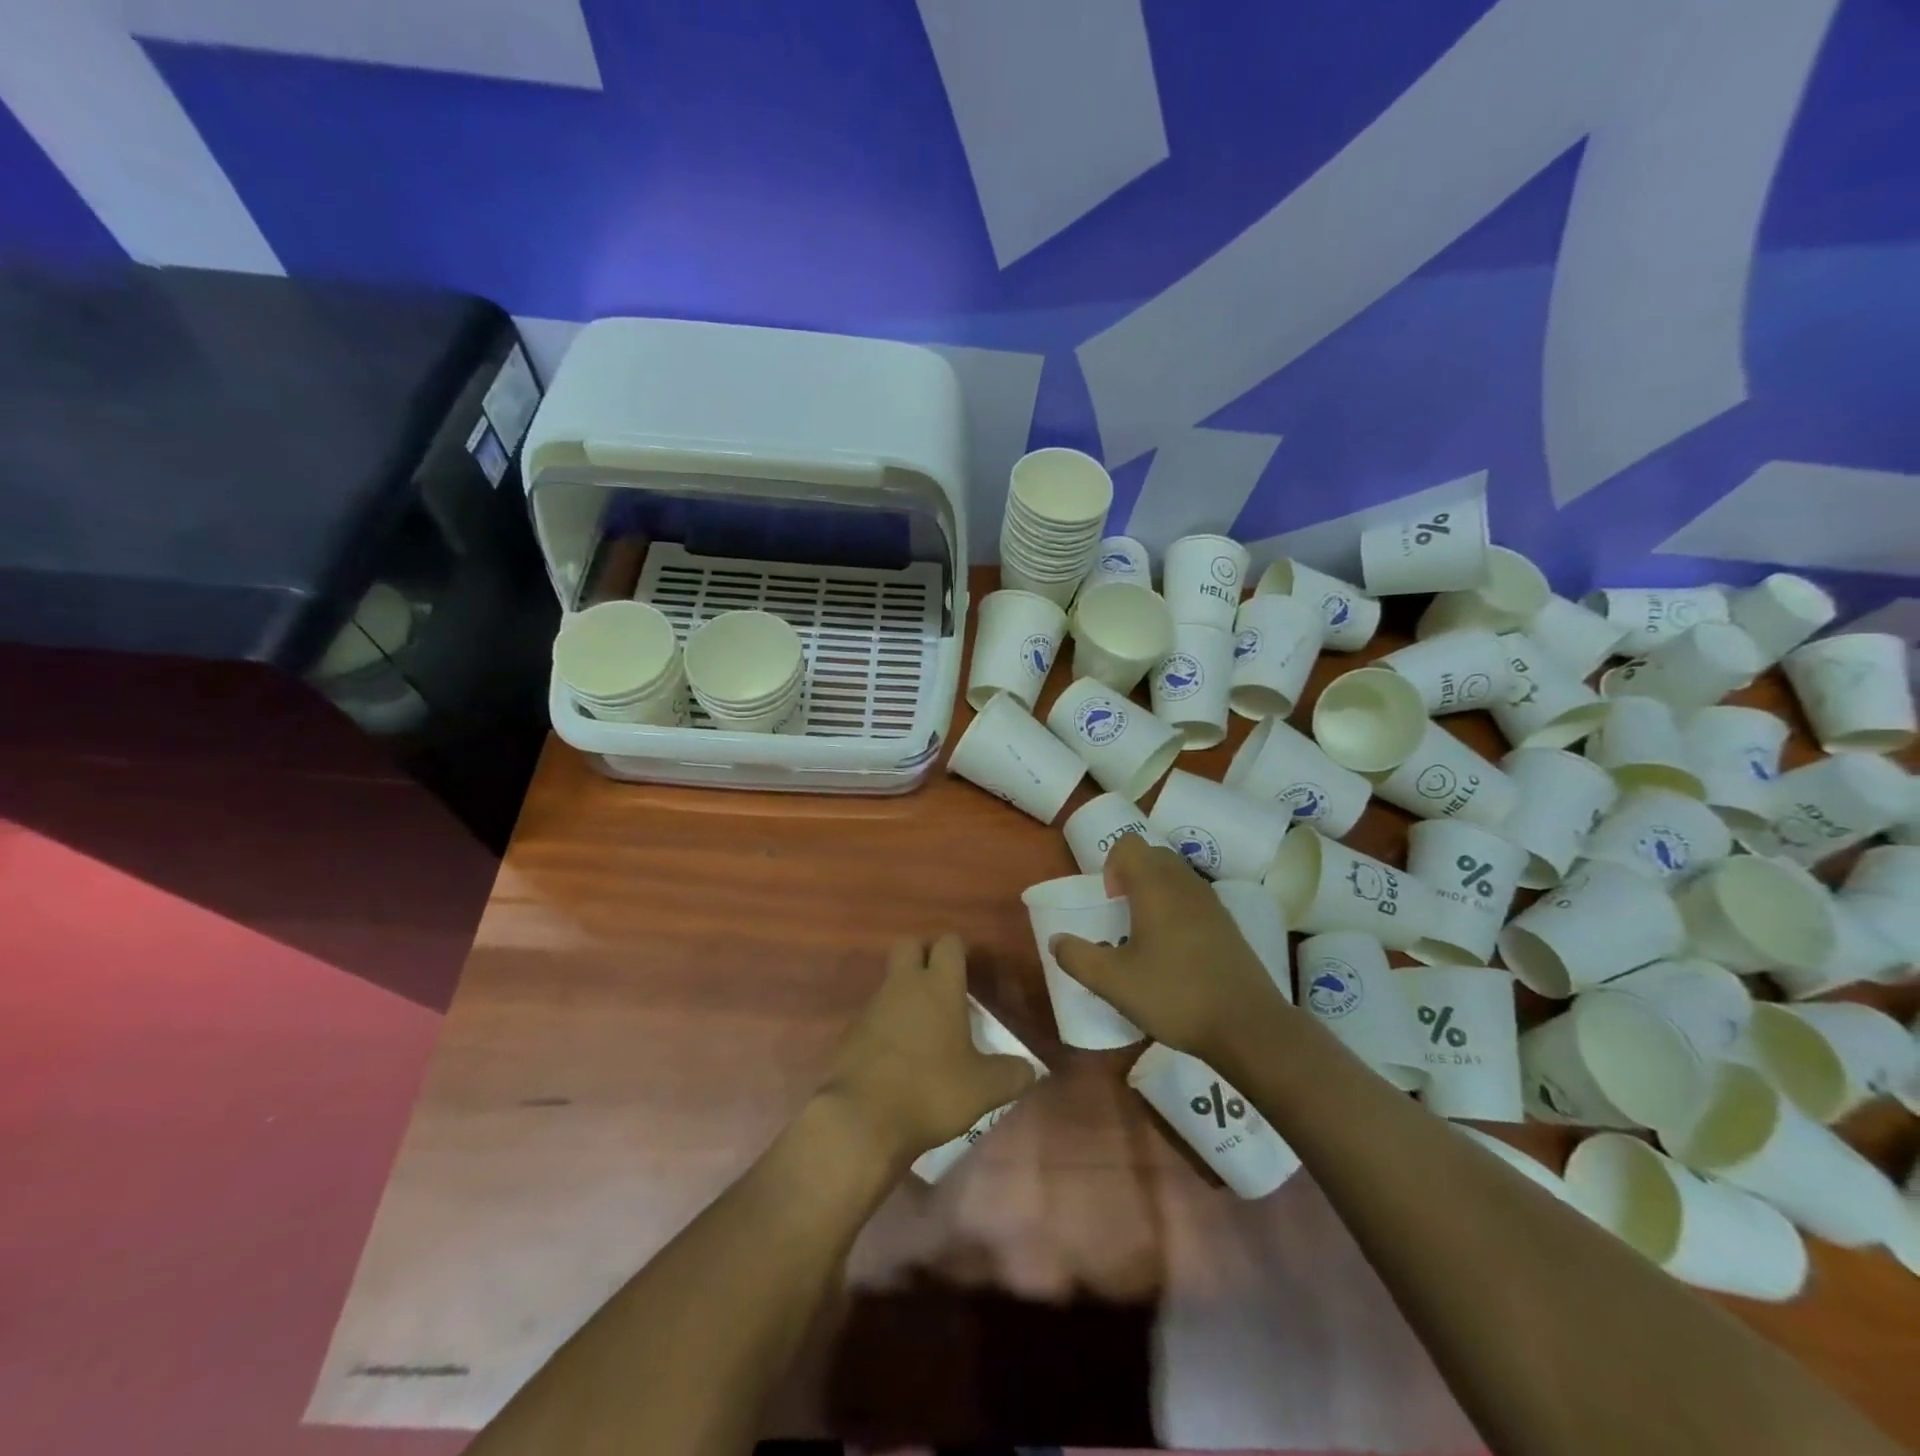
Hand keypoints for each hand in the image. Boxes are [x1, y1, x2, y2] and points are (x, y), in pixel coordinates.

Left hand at [817, 935, 1038, 1168]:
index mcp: (939, 986)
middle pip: (910, 945)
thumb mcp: (984, 1089)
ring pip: (891, 981)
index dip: (960, 951)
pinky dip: (887, 1026)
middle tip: (944, 985)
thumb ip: (1012, 1075)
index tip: (970, 970)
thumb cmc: (930, 1091)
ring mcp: (873, 1007)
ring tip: (927, 1030)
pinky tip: (900, 1058)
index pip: (949, 943)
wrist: (860, 1119)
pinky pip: (874, 1015)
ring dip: (906, 994)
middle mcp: (903, 985)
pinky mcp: (851, 1033)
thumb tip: (1031, 1069)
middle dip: (925, 955)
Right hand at [1052, 835, 1292, 1063]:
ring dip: (1155, 892)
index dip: (1110, 866)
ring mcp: (1212, 903)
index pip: (1128, 845)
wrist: (1248, 1027)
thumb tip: (1056, 940)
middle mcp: (1185, 884)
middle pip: (1153, 855)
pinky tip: (1175, 953)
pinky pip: (1194, 899)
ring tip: (1145, 935)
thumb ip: (1077, 957)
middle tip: (1122, 916)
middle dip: (1131, 875)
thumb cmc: (1175, 996)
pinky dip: (1178, 910)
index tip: (1110, 903)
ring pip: (1176, 876)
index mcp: (1155, 887)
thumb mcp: (1113, 983)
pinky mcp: (1229, 925)